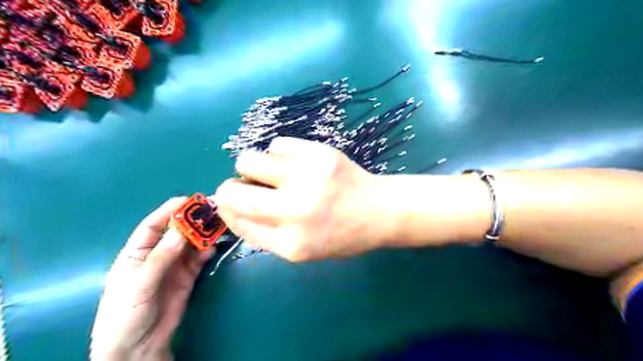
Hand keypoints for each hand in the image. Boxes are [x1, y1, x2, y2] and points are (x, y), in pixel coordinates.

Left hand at [90, 199, 215, 359]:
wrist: (139, 349)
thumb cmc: (126, 316)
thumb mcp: (138, 286)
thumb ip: (160, 259)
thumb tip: (181, 232)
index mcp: (137, 252)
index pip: (153, 225)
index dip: (170, 211)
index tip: (190, 200)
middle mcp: (158, 254)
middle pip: (178, 231)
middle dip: (194, 220)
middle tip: (213, 210)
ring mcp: (175, 265)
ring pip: (192, 243)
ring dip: (205, 233)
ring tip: (220, 225)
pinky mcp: (189, 275)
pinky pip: (200, 258)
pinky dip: (209, 250)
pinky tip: (215, 246)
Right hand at [214, 136, 385, 259]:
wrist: (380, 211)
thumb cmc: (341, 235)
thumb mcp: (302, 249)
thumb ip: (264, 232)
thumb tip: (230, 206)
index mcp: (290, 244)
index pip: (235, 220)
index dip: (227, 208)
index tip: (233, 201)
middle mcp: (296, 212)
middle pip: (232, 192)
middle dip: (231, 187)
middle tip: (247, 184)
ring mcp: (309, 179)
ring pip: (250, 160)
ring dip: (254, 166)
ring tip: (275, 172)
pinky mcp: (321, 154)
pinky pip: (277, 144)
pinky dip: (280, 153)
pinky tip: (296, 162)